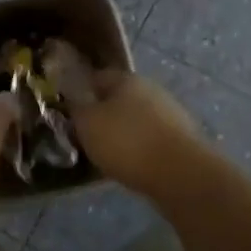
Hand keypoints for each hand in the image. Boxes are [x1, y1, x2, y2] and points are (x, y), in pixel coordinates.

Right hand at [70, 70, 201, 196]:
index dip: (80, 91)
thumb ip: (76, 109)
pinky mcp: (183, 138)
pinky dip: (140, 148)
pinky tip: (131, 164)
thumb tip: (74, 101)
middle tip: (86, 135)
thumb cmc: (127, 142)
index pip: (97, 77)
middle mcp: (151, 89)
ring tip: (107, 154)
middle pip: (119, 98)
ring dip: (123, 132)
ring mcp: (171, 113)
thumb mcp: (87, 124)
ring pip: (137, 119)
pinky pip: (152, 139)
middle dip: (103, 113)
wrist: (181, 174)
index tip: (68, 110)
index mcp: (127, 79)